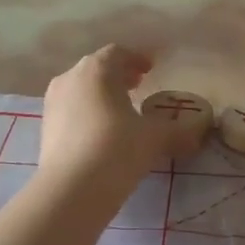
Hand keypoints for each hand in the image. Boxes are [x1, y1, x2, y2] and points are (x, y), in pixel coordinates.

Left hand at [38, 46, 203, 192]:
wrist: (70, 191)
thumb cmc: (116, 150)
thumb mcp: (155, 138)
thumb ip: (178, 130)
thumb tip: (198, 130)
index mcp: (97, 70)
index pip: (118, 53)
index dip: (136, 58)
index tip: (151, 69)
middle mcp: (70, 78)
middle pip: (97, 69)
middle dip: (119, 75)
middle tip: (138, 85)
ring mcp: (53, 103)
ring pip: (81, 89)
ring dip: (102, 94)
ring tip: (121, 109)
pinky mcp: (45, 128)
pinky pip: (71, 110)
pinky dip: (88, 112)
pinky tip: (102, 132)